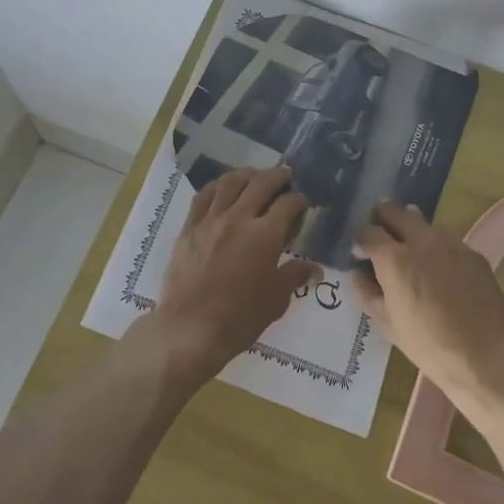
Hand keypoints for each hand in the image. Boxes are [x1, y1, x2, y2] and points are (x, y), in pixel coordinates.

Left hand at [150, 165, 317, 381]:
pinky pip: (203, 196)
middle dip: (278, 176)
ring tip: (255, 175)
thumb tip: (314, 268)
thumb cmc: (239, 318)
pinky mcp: (189, 227)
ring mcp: (210, 220)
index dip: (299, 200)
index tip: (302, 204)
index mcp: (265, 235)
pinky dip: (217, 186)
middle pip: (261, 183)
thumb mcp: (276, 300)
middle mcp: (239, 218)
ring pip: (230, 182)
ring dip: (247, 174)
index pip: (288, 204)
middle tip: (285, 176)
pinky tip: (223, 187)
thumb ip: (294, 276)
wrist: (190, 329)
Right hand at [352, 202, 503, 409]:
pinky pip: (447, 242)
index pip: (368, 231)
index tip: (360, 254)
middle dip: (383, 220)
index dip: (360, 240)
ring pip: (423, 224)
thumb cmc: (430, 346)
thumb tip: (357, 275)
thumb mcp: (389, 325)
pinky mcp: (474, 254)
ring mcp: (451, 244)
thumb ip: (368, 294)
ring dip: (411, 232)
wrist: (487, 359)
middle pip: (395, 212)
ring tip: (412, 257)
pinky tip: (440, 273)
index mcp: (395, 258)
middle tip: (381, 239)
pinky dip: (436, 249)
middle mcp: (422, 241)